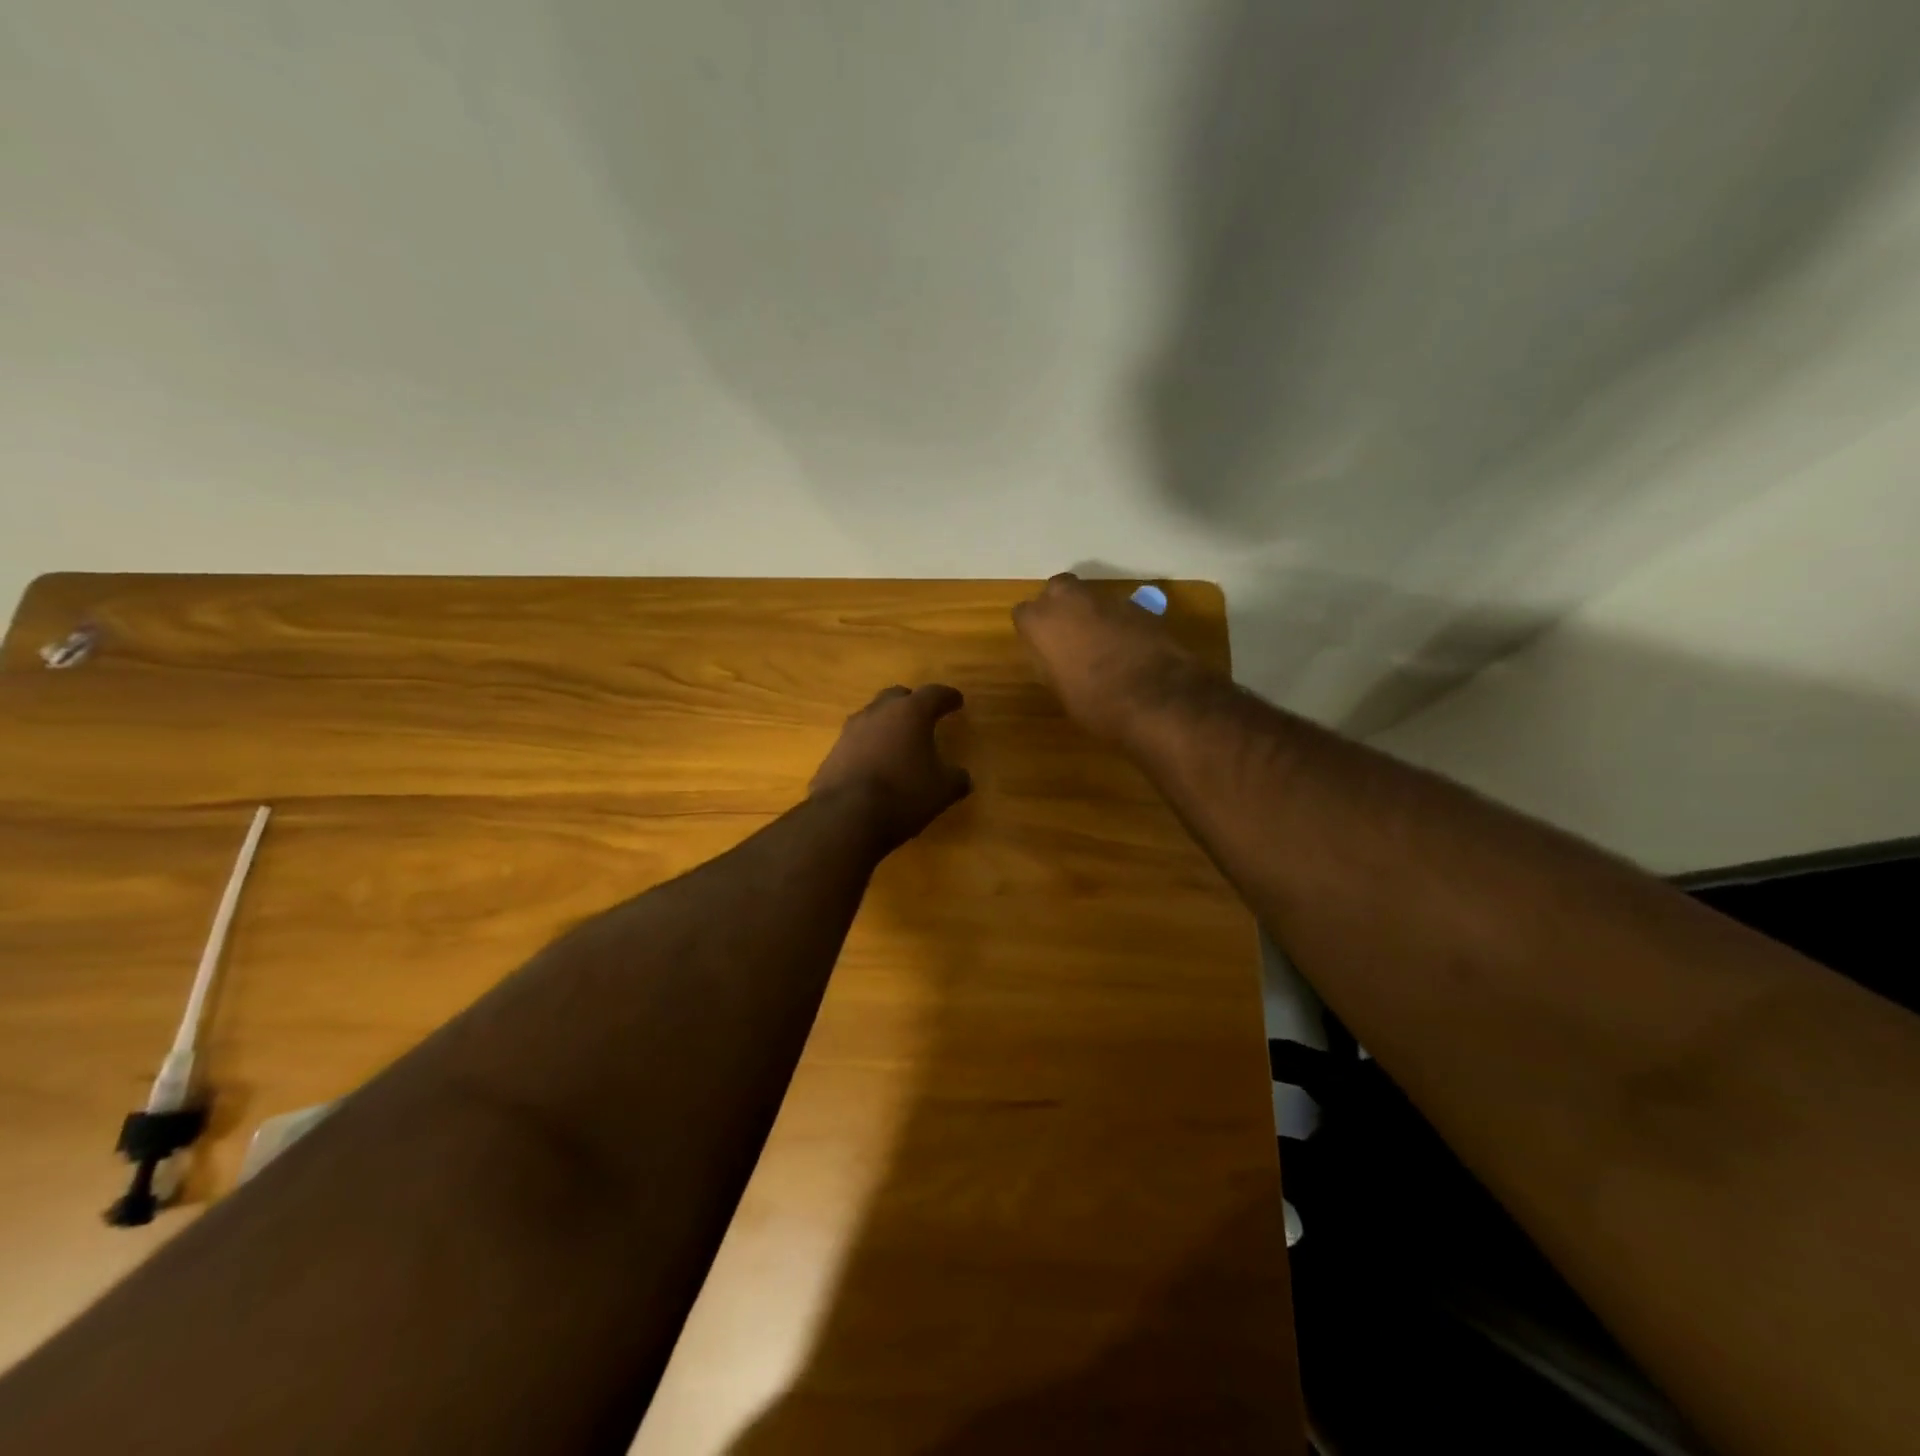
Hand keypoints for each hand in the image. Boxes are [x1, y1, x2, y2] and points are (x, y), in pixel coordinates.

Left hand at [810, 684, 971, 846]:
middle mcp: (878, 713)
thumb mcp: (942, 791)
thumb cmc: (903, 795)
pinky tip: (874, 766)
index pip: (934, 694)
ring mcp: (850, 731)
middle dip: (911, 703)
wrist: (845, 817)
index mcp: (910, 713)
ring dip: (886, 725)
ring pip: (872, 717)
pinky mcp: (832, 753)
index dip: (948, 697)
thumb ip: (956, 779)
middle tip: (923, 716)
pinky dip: (868, 748)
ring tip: (897, 743)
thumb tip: (962, 777)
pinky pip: (855, 743)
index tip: (957, 701)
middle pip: (897, 697)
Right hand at [1012, 573, 1209, 741]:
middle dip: (1060, 605)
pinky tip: (1126, 646)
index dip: (1032, 629)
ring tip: (1099, 642)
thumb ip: (1051, 662)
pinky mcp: (1139, 607)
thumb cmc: (1096, 703)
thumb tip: (1055, 656)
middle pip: (1057, 589)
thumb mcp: (1060, 690)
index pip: (1023, 613)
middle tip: (1067, 633)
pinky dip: (1118, 622)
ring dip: (1090, 613)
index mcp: (1042, 622)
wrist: (1157, 699)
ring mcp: (1107, 600)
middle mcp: (1071, 601)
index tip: (1040, 645)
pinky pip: (1118, 609)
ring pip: (1090, 596)